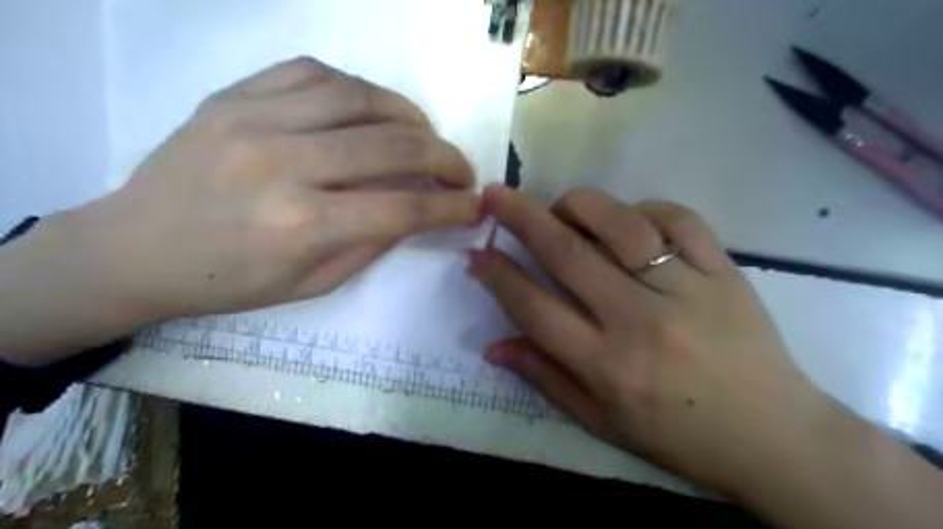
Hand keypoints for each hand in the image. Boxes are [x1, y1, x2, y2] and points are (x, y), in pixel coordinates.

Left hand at [0, 58, 479, 362]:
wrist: (136, 247)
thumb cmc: (230, 282)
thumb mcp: (313, 284)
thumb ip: (372, 243)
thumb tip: (418, 211)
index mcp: (303, 225)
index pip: (405, 206)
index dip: (451, 206)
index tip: (474, 205)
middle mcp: (285, 163)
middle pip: (394, 145)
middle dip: (446, 158)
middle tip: (462, 171)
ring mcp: (255, 119)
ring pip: (362, 97)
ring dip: (410, 116)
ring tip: (425, 135)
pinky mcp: (235, 94)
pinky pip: (315, 72)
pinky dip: (359, 89)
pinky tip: (372, 110)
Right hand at [470, 185, 827, 492]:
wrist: (775, 437)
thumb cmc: (679, 435)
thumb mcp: (603, 422)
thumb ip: (546, 378)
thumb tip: (494, 345)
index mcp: (609, 366)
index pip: (536, 309)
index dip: (499, 277)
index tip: (477, 253)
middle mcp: (641, 322)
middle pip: (569, 254)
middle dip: (522, 218)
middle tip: (495, 194)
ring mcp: (687, 289)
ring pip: (622, 224)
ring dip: (580, 206)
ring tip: (561, 207)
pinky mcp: (725, 271)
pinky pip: (679, 219)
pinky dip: (644, 208)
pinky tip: (629, 219)